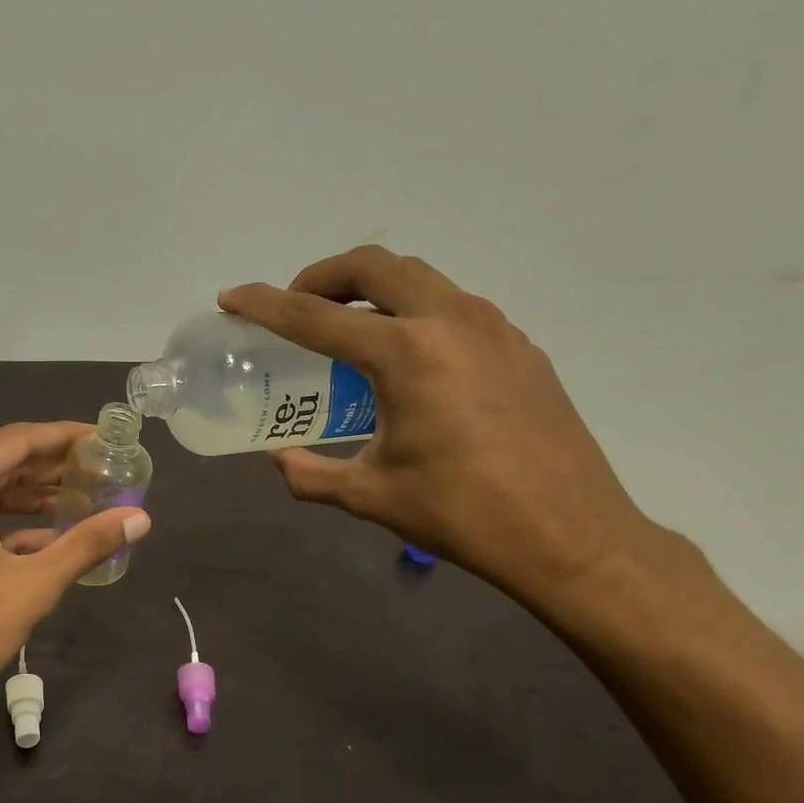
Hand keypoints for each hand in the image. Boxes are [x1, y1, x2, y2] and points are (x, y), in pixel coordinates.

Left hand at [0, 421, 150, 731]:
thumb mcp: (32, 585)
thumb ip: (87, 544)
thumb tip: (141, 519)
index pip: (16, 441)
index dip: (64, 437)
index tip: (101, 438)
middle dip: (47, 471)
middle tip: (97, 472)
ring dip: (23, 501)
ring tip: (75, 505)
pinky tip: (36, 544)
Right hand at [220, 246, 657, 607]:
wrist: (572, 536)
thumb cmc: (462, 514)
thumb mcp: (369, 496)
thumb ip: (310, 473)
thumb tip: (280, 458)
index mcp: (406, 354)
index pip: (315, 317)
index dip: (264, 306)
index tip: (232, 298)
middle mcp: (450, 321)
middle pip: (374, 265)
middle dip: (322, 276)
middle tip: (294, 306)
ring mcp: (493, 328)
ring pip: (418, 277)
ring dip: (371, 288)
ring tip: (345, 327)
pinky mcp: (519, 347)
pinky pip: (452, 306)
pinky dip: (412, 312)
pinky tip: (407, 361)